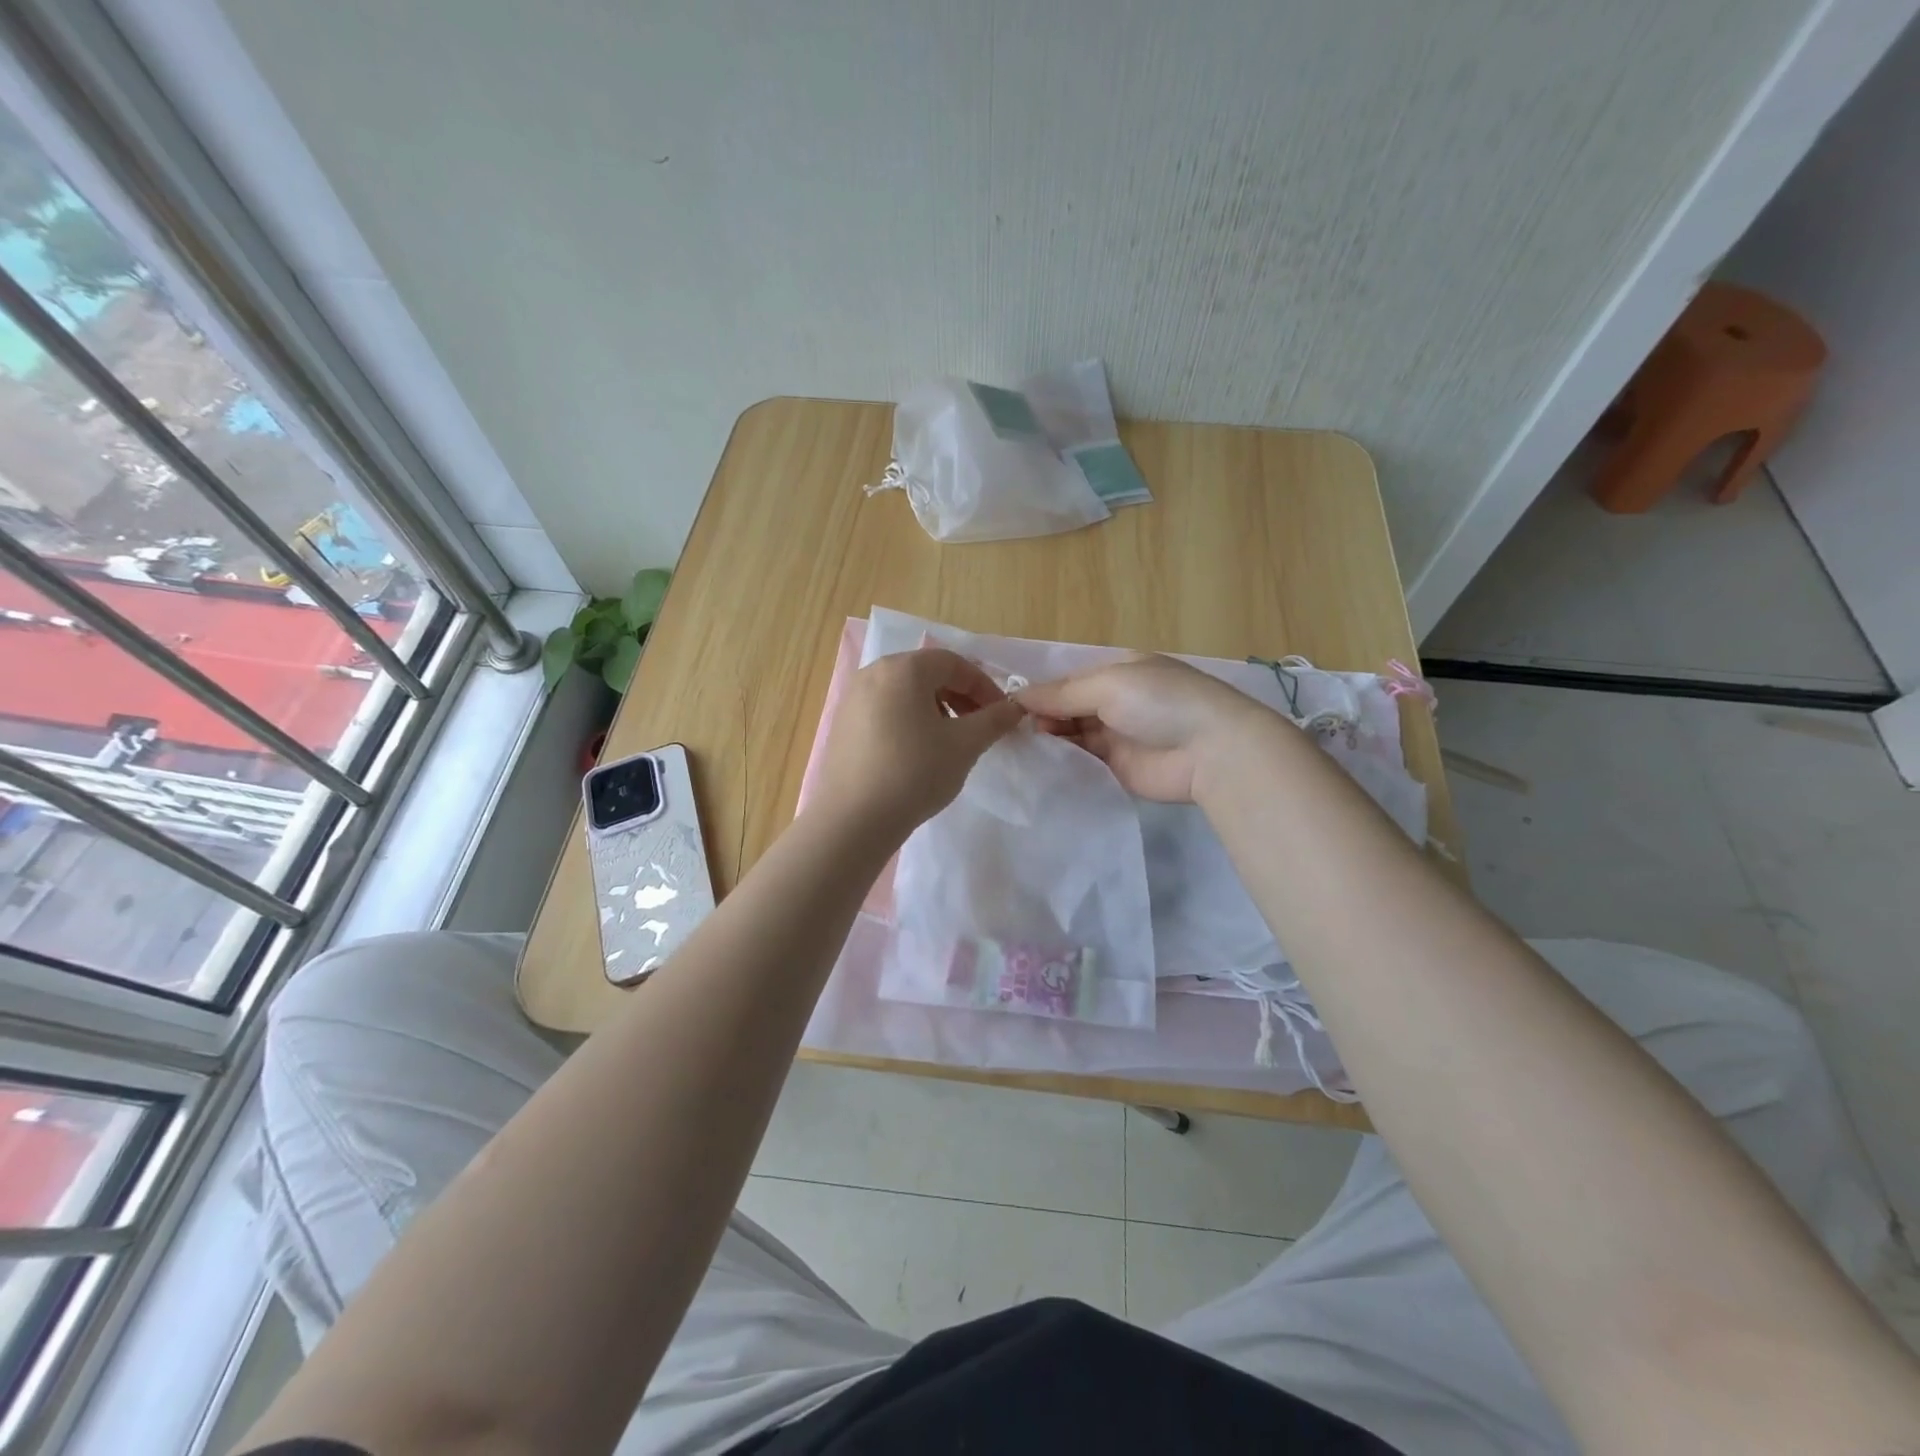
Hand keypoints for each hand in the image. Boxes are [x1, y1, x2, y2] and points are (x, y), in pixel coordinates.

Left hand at [809, 648, 1025, 842]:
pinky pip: (885, 711)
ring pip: (905, 693)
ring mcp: (852, 698)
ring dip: (936, 708)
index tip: (1001, 713)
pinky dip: (909, 721)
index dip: (984, 685)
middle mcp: (873, 673)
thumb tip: (1015, 708)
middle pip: (927, 674)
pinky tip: (917, 753)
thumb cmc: (915, 773)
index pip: (953, 663)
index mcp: (903, 668)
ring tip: (950, 741)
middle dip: (960, 696)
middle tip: (980, 726)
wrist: (853, 820)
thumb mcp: (965, 745)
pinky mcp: (842, 725)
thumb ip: (994, 720)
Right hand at [1016, 654, 1280, 802]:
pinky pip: (1083, 762)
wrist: (1211, 750)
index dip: (1042, 692)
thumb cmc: (1160, 702)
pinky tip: (1035, 765)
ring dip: (1049, 739)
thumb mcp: (1109, 685)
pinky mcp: (1118, 768)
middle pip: (1069, 708)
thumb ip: (1062, 693)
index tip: (1009, 707)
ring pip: (1073, 735)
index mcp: (1119, 672)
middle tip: (1011, 732)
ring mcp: (1118, 736)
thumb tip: (1017, 696)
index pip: (1070, 680)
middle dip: (1042, 717)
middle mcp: (1117, 701)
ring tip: (1016, 748)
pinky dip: (1062, 762)